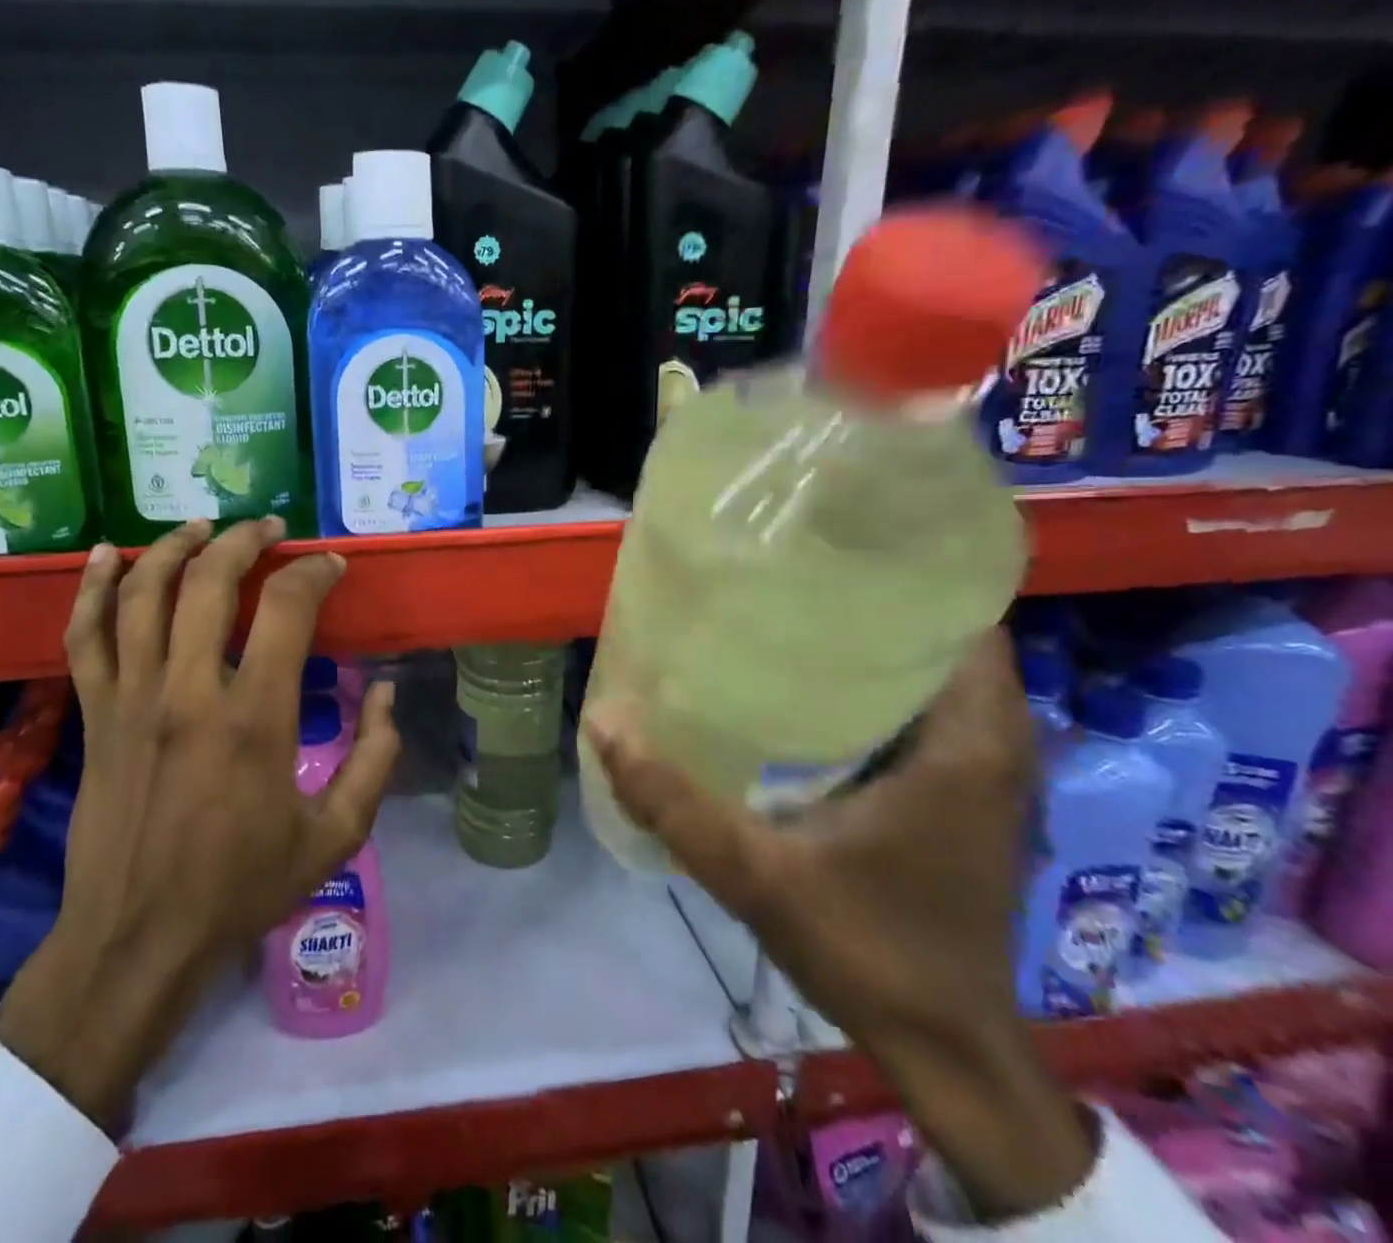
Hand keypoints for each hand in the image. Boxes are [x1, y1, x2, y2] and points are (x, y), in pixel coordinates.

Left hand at [0, 518, 400, 1128]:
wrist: (137, 939)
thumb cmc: (240, 887)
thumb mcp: (335, 836)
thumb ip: (374, 760)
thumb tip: (385, 693)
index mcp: (254, 718)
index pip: (286, 609)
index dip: (313, 572)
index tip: (330, 566)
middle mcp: (188, 692)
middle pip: (209, 581)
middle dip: (245, 540)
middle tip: (270, 529)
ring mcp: (132, 698)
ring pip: (143, 594)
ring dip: (175, 547)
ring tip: (203, 527)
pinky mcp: (95, 714)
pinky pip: (86, 635)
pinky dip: (95, 587)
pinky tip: (109, 554)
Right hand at [584, 630, 1093, 1221]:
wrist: (945, 1049)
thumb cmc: (868, 949)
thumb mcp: (755, 874)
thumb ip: (674, 802)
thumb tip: (603, 721)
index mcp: (969, 744)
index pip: (965, 619)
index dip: (907, 574)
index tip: (830, 548)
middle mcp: (993, 745)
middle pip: (946, 637)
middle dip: (877, 601)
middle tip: (789, 576)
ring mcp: (984, 774)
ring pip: (937, 677)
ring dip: (879, 644)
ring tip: (793, 616)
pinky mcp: (964, 797)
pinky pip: (930, 714)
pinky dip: (884, 689)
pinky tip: (813, 690)